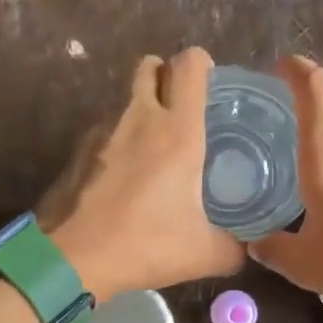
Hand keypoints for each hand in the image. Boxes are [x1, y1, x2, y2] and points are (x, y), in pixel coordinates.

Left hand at [38, 47, 245, 300]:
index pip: (190, 66)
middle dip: (168, 75)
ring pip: (128, 97)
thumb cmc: (145, 245)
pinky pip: (109, 128)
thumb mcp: (204, 254)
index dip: (203, 65)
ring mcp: (105, 131)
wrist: (74, 258)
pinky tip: (129, 173)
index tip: (212, 86)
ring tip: (158, 145)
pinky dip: (122, 137)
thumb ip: (234, 248)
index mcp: (178, 131)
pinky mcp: (81, 150)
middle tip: (184, 108)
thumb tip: (248, 248)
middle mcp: (141, 118)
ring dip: (144, 106)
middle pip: (152, 66)